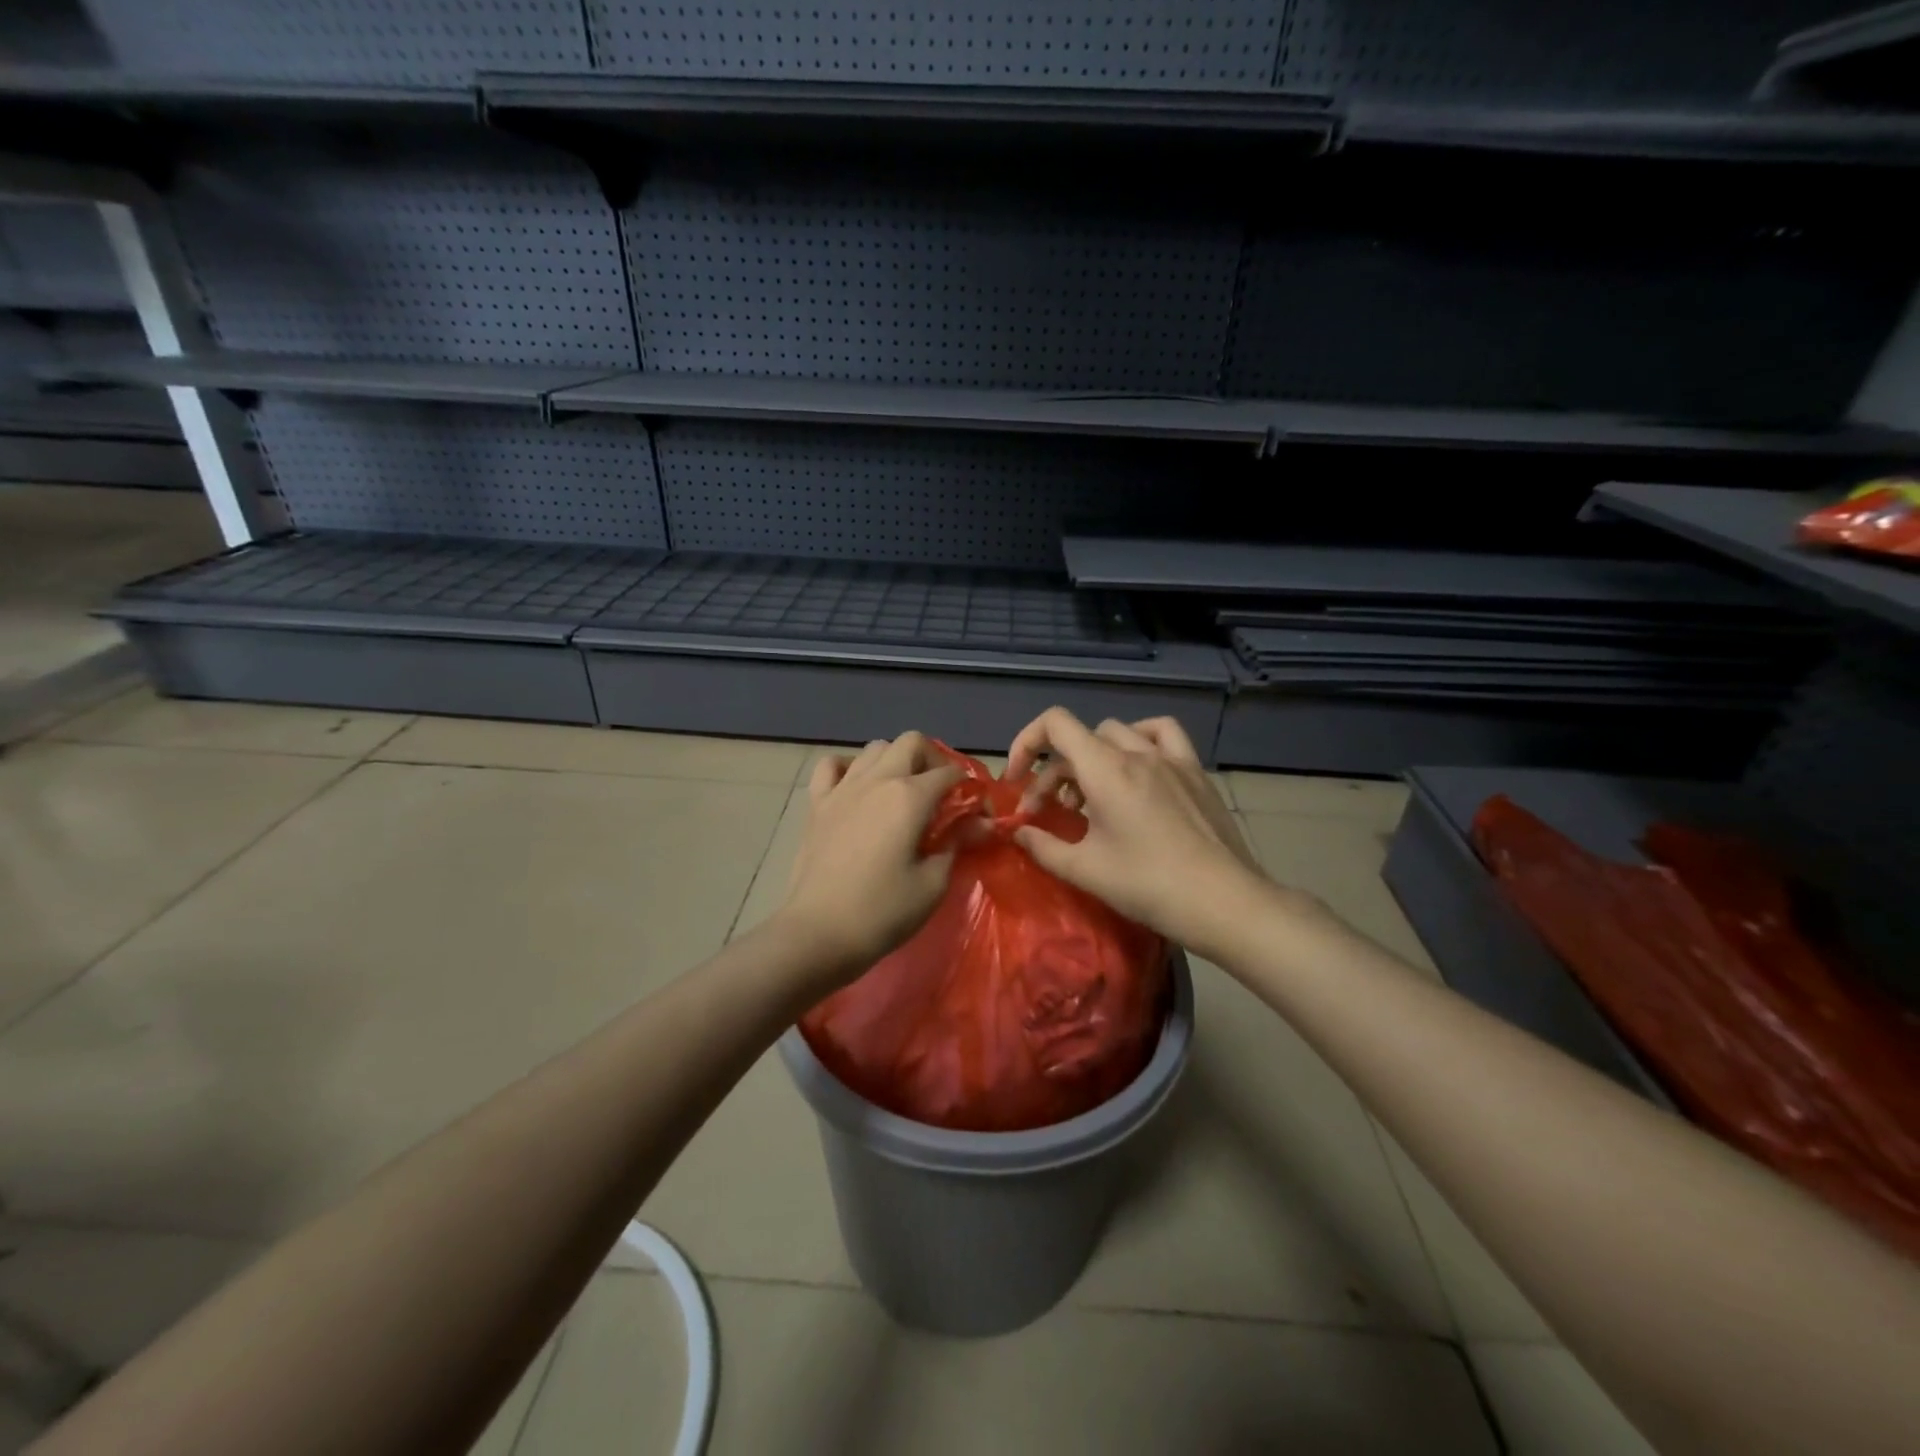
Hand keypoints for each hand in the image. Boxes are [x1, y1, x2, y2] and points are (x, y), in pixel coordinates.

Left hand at [776, 732, 961, 982]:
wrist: (818, 933)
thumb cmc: (883, 912)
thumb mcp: (933, 882)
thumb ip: (957, 844)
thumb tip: (979, 824)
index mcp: (910, 796)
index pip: (951, 775)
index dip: (971, 790)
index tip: (978, 815)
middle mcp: (877, 780)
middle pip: (912, 743)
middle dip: (934, 761)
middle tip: (941, 795)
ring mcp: (843, 788)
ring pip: (875, 748)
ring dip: (895, 761)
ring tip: (902, 792)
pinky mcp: (817, 804)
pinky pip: (832, 766)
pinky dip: (849, 768)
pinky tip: (858, 789)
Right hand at [1007, 708, 1280, 957]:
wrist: (1224, 902)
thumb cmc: (1148, 886)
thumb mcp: (1085, 870)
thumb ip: (1043, 846)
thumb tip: (1018, 831)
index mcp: (1106, 769)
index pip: (1055, 723)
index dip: (1026, 742)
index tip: (1018, 781)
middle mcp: (1137, 752)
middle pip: (1082, 738)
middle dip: (1056, 770)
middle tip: (1051, 811)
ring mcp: (1172, 759)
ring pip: (1119, 733)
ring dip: (1094, 756)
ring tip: (1092, 792)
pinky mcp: (1196, 773)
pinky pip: (1163, 736)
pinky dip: (1141, 742)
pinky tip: (1139, 769)